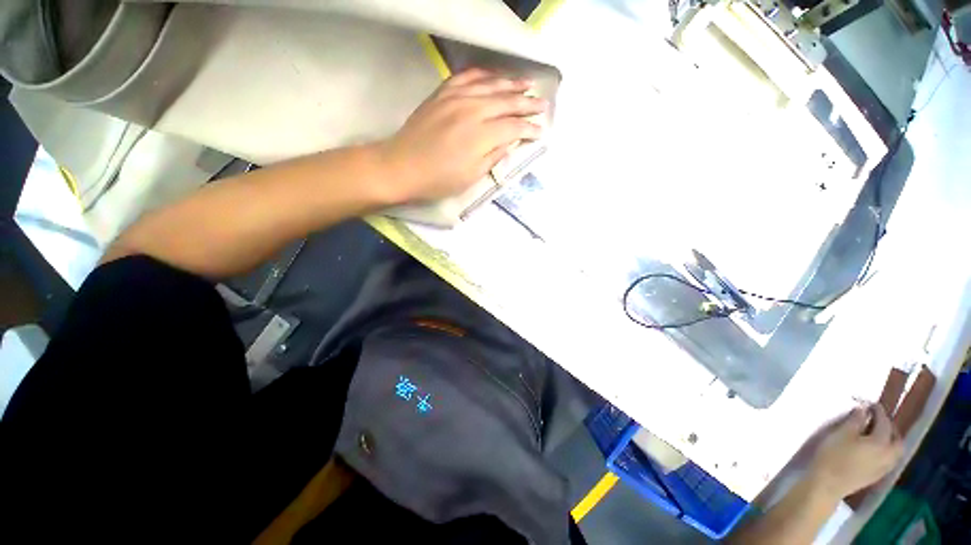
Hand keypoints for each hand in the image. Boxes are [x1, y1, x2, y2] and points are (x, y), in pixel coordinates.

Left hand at [377, 68, 546, 202]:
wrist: (402, 166)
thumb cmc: (439, 180)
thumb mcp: (471, 176)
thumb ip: (494, 156)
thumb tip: (511, 142)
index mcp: (481, 136)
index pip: (513, 126)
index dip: (529, 128)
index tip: (541, 131)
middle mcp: (472, 110)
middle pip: (506, 102)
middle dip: (527, 103)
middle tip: (542, 104)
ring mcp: (456, 97)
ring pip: (490, 85)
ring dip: (511, 84)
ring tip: (527, 84)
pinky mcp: (442, 93)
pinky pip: (467, 77)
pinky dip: (484, 75)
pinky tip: (494, 76)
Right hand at [806, 405, 903, 499]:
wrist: (828, 483)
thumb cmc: (834, 455)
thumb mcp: (841, 433)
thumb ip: (854, 420)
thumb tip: (863, 410)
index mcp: (881, 442)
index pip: (884, 423)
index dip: (879, 411)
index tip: (871, 404)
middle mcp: (888, 454)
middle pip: (897, 439)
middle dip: (891, 428)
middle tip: (880, 420)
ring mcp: (884, 467)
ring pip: (896, 452)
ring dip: (891, 441)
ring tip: (879, 435)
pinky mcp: (877, 475)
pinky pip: (889, 460)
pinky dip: (887, 451)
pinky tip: (876, 450)